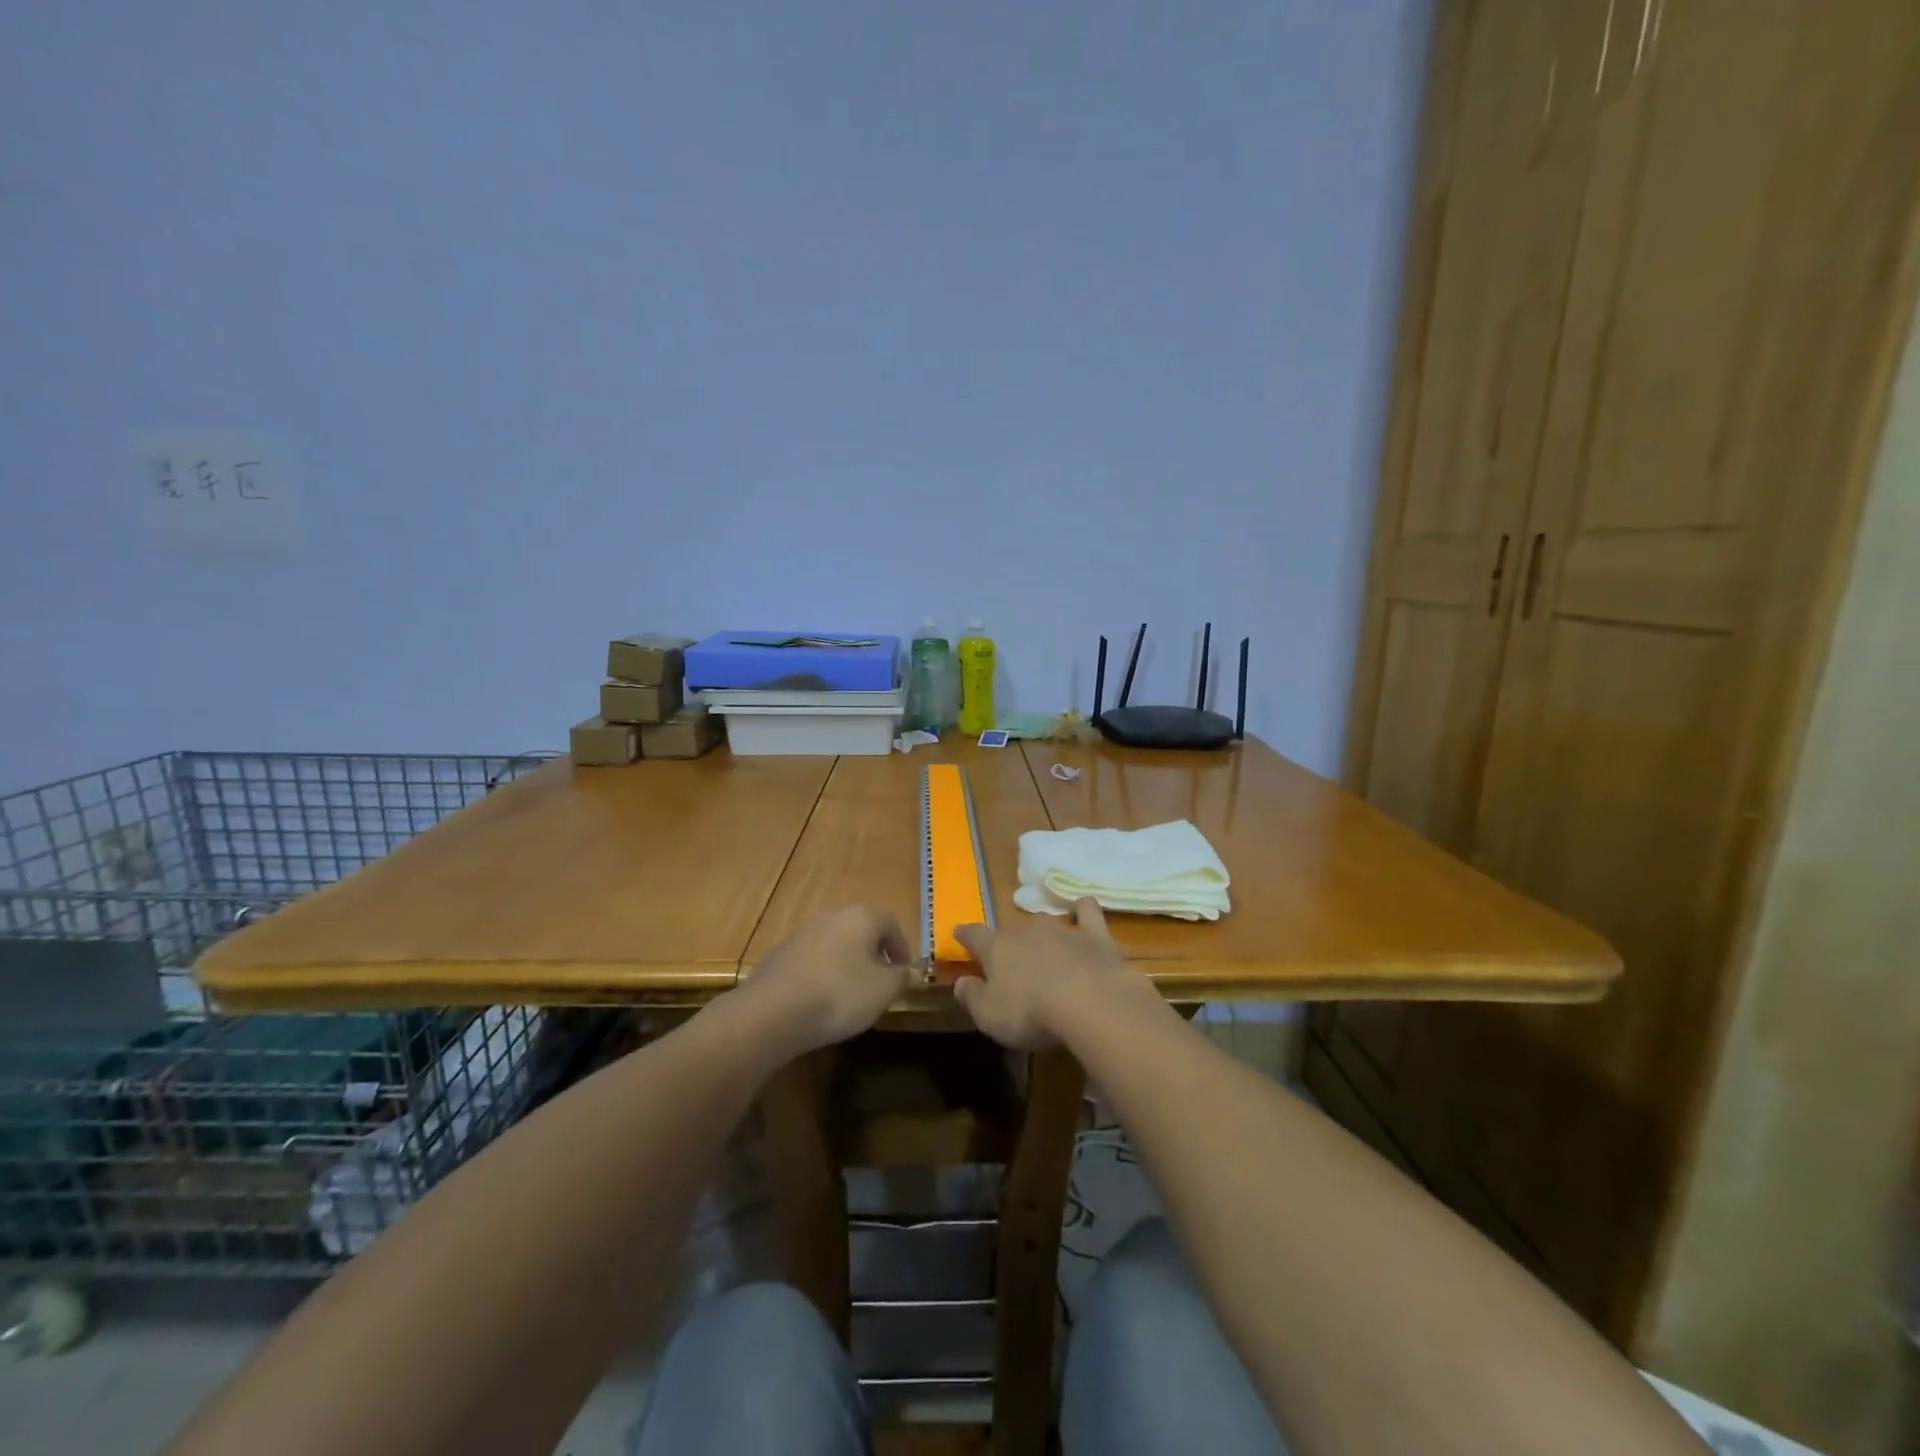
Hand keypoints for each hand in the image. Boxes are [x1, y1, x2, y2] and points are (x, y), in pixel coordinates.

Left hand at [743, 906, 913, 1054]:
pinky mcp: (779, 954)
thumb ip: (902, 977)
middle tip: (880, 985)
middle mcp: (832, 916)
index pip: (891, 925)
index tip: (905, 975)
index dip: (903, 949)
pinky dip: (822, 975)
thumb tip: (909, 972)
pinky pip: (812, 961)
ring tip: (850, 997)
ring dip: (847, 965)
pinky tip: (820, 1002)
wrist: (773, 1011)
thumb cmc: (840, 994)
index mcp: (861, 917)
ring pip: (835, 945)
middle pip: (861, 932)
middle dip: (874, 956)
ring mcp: (802, 933)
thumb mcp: (884, 990)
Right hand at [952, 899, 1146, 1048]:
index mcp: (997, 949)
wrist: (1088, 1002)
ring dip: (1043, 934)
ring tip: (1047, 949)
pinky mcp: (1094, 935)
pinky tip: (1081, 912)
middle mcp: (1027, 931)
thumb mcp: (989, 1016)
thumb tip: (960, 982)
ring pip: (1045, 922)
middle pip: (1012, 932)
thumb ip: (971, 997)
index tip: (959, 932)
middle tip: (1013, 964)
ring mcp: (1062, 930)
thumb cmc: (1030, 1013)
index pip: (975, 935)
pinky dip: (1082, 909)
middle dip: (1010, 943)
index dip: (966, 934)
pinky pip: (1086, 910)